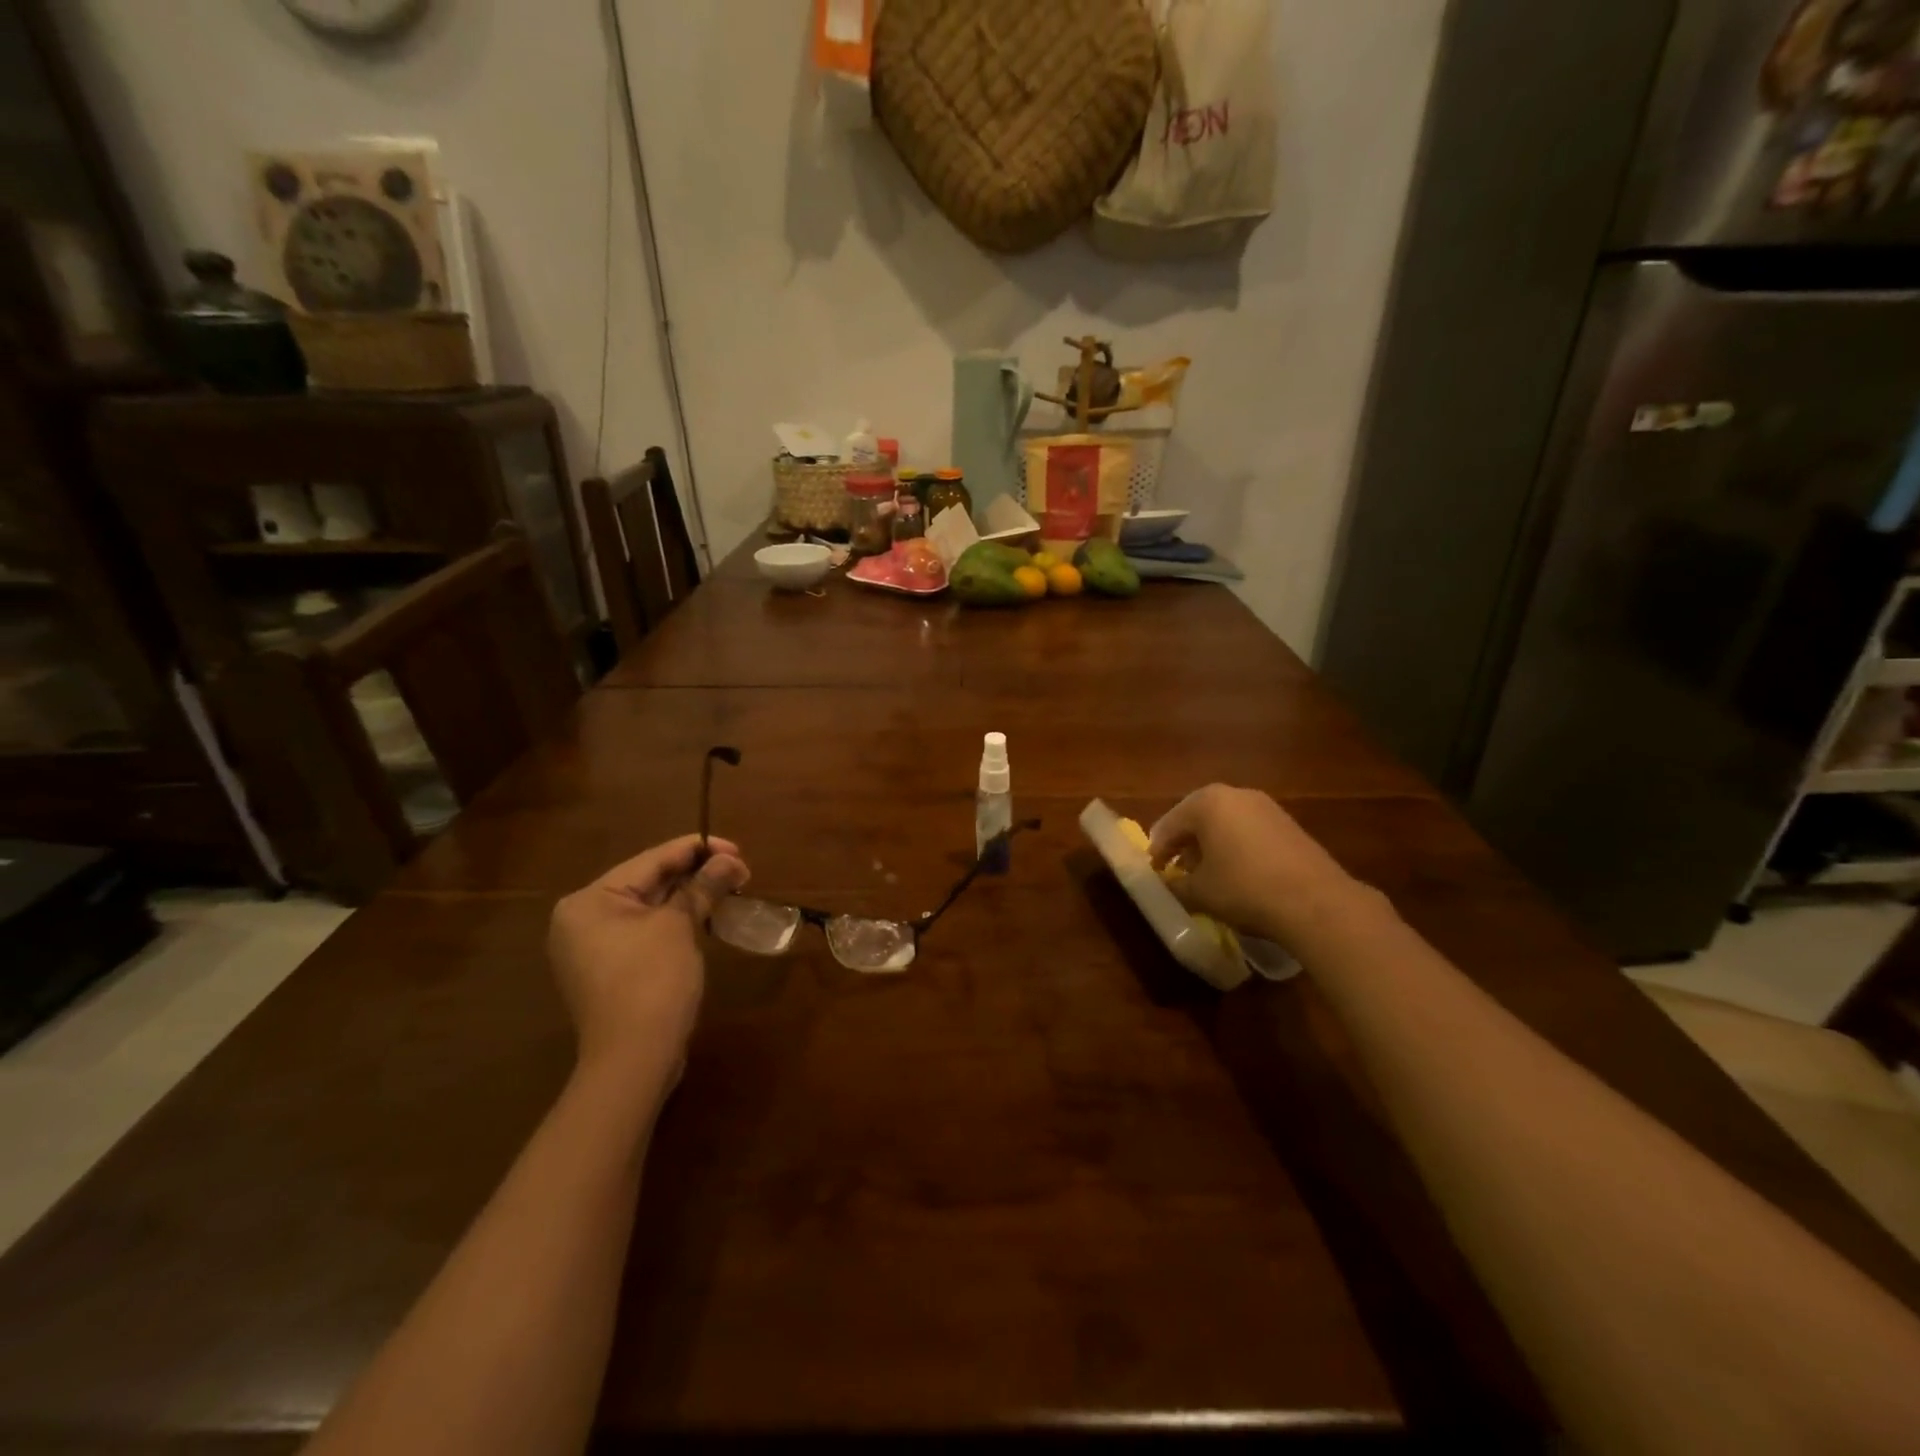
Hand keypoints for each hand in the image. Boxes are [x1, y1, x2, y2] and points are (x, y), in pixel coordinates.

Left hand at [548, 835, 749, 1095]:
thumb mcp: (680, 926)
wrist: (634, 1059)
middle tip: (739, 869)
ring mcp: (593, 948)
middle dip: (696, 874)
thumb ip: (704, 886)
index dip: (697, 849)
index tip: (736, 849)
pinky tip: (707, 916)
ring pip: (650, 907)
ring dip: (690, 897)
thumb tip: (731, 861)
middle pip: (649, 882)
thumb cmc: (652, 980)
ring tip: (729, 888)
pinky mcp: (611, 970)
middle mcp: (583, 919)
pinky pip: (647, 931)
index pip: (651, 860)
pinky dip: (676, 921)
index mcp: (589, 901)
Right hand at [1149, 785, 1367, 946]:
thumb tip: (1168, 883)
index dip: (1158, 851)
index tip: (1154, 873)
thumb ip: (1176, 884)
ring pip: (1226, 824)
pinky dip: (1237, 848)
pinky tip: (1239, 875)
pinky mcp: (1289, 824)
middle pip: (1198, 819)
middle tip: (1177, 870)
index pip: (1169, 825)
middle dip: (1185, 844)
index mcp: (1206, 802)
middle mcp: (1235, 794)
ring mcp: (1266, 807)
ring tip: (1208, 875)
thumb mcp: (1199, 892)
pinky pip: (1249, 832)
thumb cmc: (1244, 888)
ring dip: (1212, 846)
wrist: (1316, 902)